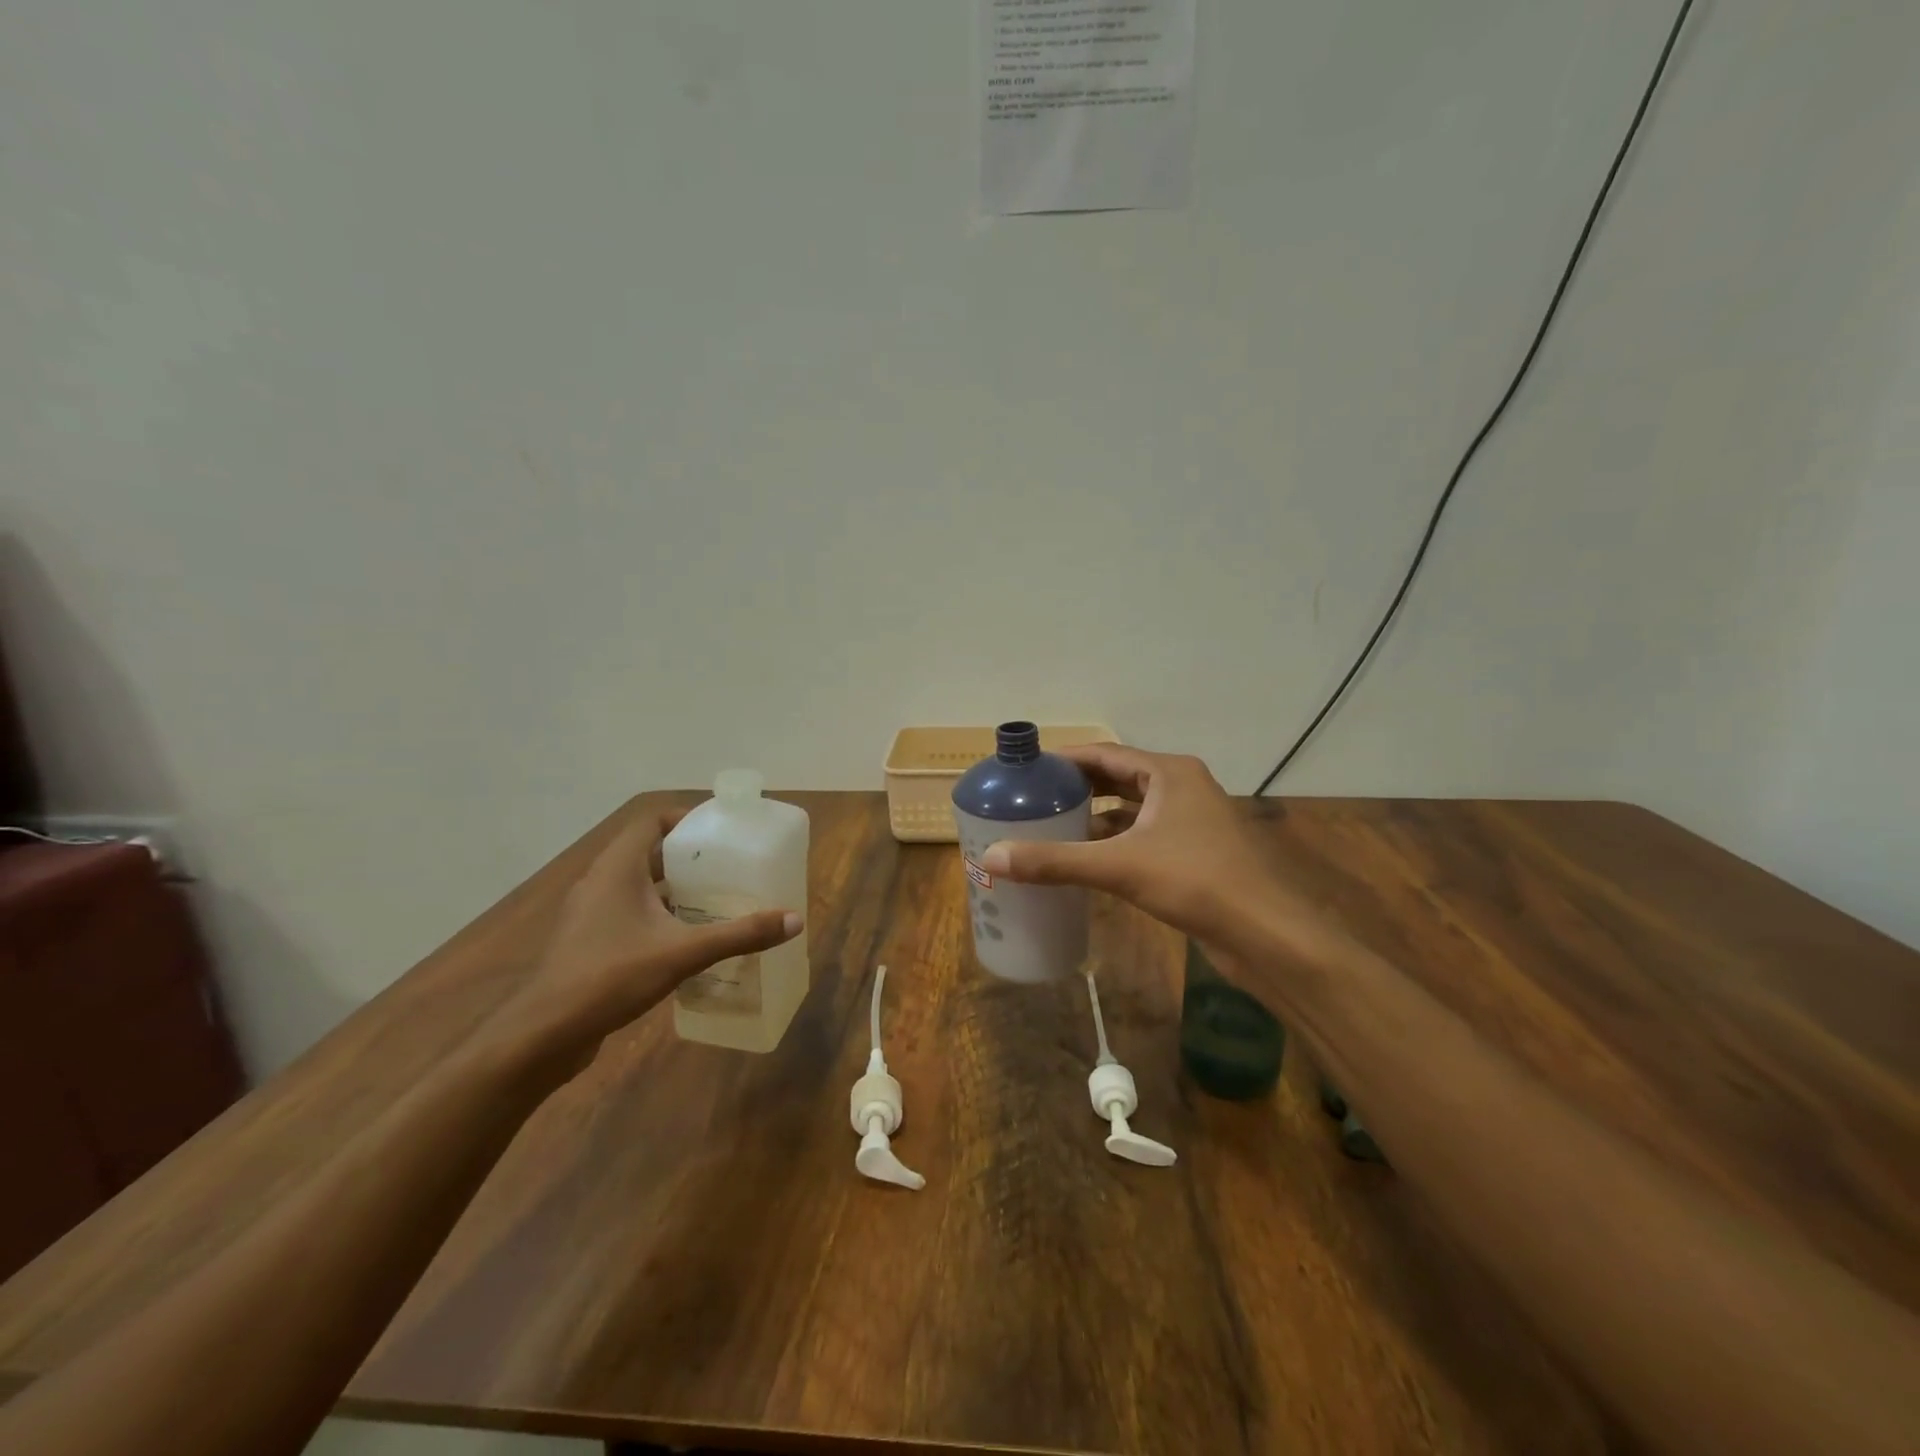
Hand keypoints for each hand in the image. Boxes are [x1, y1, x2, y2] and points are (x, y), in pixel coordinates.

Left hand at [494, 806, 802, 1064]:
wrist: (544, 1034)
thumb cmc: (611, 976)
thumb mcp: (683, 952)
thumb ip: (739, 935)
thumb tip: (794, 920)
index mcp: (617, 869)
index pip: (651, 821)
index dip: (686, 819)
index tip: (721, 831)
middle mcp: (600, 882)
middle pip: (648, 852)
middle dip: (688, 856)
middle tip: (728, 865)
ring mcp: (589, 914)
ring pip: (637, 885)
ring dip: (673, 887)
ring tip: (714, 898)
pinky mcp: (587, 942)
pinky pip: (629, 912)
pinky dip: (658, 914)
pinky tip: (685, 937)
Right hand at [977, 744, 1320, 952]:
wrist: (1267, 933)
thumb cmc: (1196, 881)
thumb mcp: (1119, 867)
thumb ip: (1055, 861)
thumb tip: (992, 858)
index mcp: (1169, 773)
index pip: (1105, 753)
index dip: (1065, 759)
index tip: (1028, 770)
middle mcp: (1181, 788)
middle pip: (1118, 778)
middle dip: (1077, 787)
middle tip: (1033, 798)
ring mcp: (1191, 821)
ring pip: (1132, 809)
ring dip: (1095, 816)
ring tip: (1051, 826)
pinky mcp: (1194, 852)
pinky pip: (1143, 835)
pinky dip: (1115, 841)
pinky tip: (1087, 858)